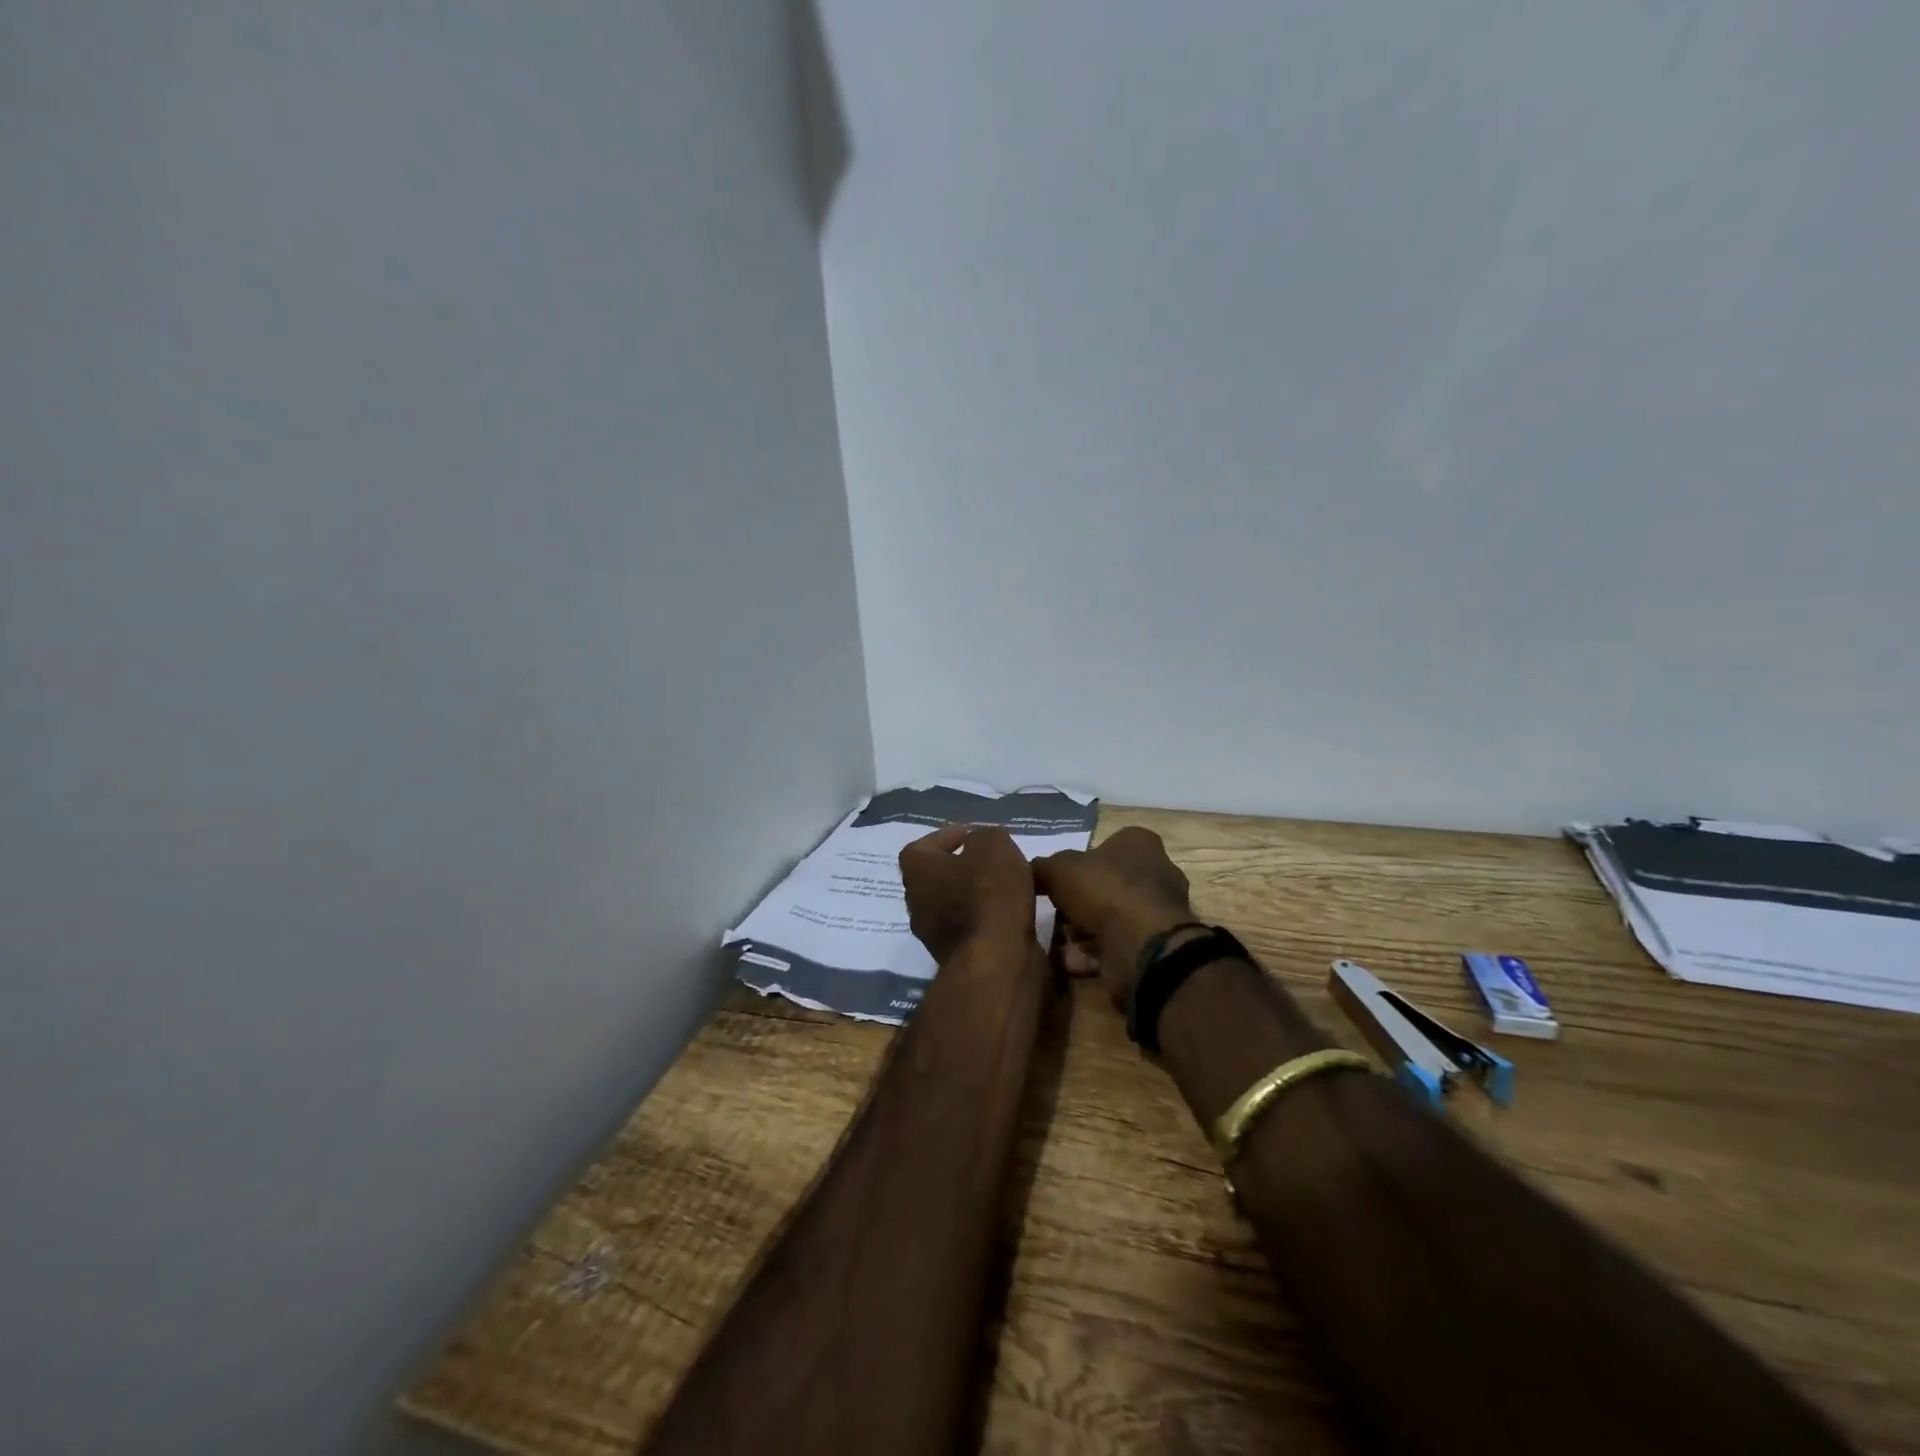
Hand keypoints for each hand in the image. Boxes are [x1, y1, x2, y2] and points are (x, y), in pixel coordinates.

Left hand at [899, 824, 1036, 962]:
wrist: (996, 961)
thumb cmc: (988, 894)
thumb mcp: (993, 846)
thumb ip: (985, 837)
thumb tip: (981, 845)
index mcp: (916, 871)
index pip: (921, 847)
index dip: (945, 836)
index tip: (972, 834)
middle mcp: (916, 903)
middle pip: (935, 877)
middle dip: (961, 867)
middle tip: (990, 859)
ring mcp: (934, 935)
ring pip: (953, 904)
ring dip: (975, 894)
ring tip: (1007, 884)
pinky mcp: (958, 957)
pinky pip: (970, 927)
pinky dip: (986, 917)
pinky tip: (1011, 911)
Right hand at [1033, 827, 1195, 1008]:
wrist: (1142, 946)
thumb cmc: (1105, 890)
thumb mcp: (1058, 869)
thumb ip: (1041, 868)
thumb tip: (1029, 872)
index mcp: (1140, 844)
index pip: (1106, 845)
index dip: (1078, 863)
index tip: (1056, 881)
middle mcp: (1156, 874)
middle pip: (1105, 886)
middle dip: (1077, 904)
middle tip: (1052, 915)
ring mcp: (1157, 913)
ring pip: (1108, 919)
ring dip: (1080, 933)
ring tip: (1054, 944)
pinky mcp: (1153, 947)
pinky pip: (1114, 947)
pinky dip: (1090, 955)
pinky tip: (1067, 963)